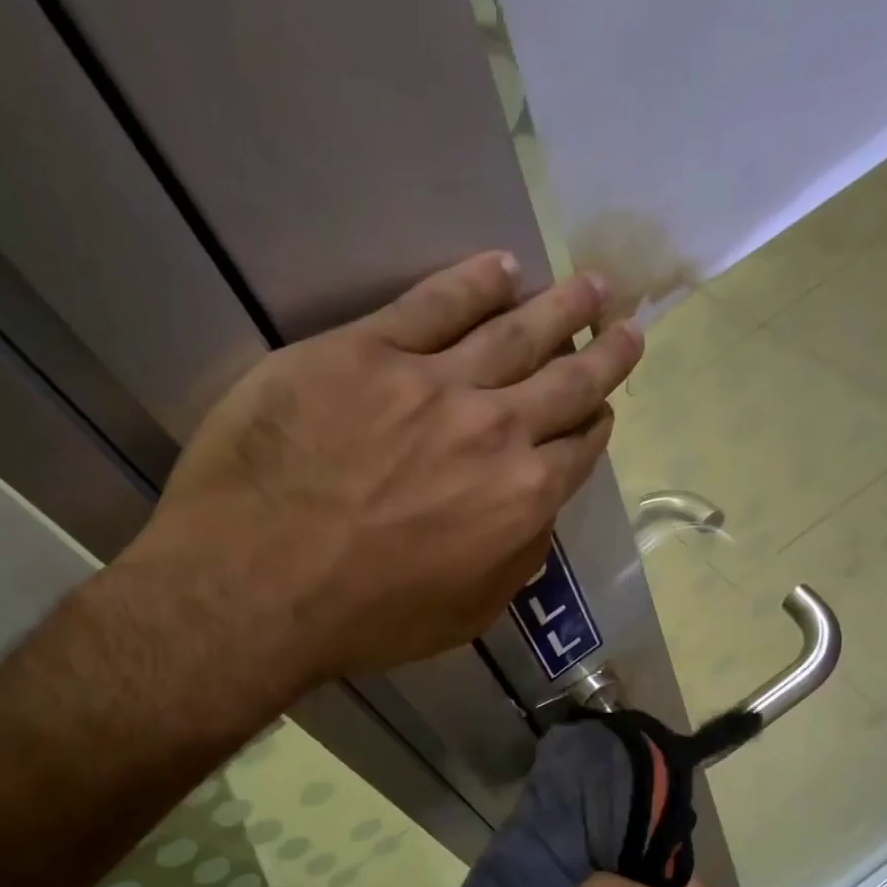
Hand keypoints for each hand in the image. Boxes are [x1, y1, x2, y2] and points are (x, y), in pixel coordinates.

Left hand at [113, 252, 643, 689]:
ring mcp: (432, 383)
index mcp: (522, 498)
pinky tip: (502, 267)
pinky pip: (434, 304)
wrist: (258, 587)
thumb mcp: (465, 614)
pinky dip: (474, 282)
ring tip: (591, 285)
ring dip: (560, 306)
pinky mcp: (366, 351)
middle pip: (566, 380)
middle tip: (628, 326)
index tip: (603, 411)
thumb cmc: (366, 619)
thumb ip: (515, 560)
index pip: (578, 450)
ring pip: (515, 331)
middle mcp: (495, 430)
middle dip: (603, 353)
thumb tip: (536, 516)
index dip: (595, 427)